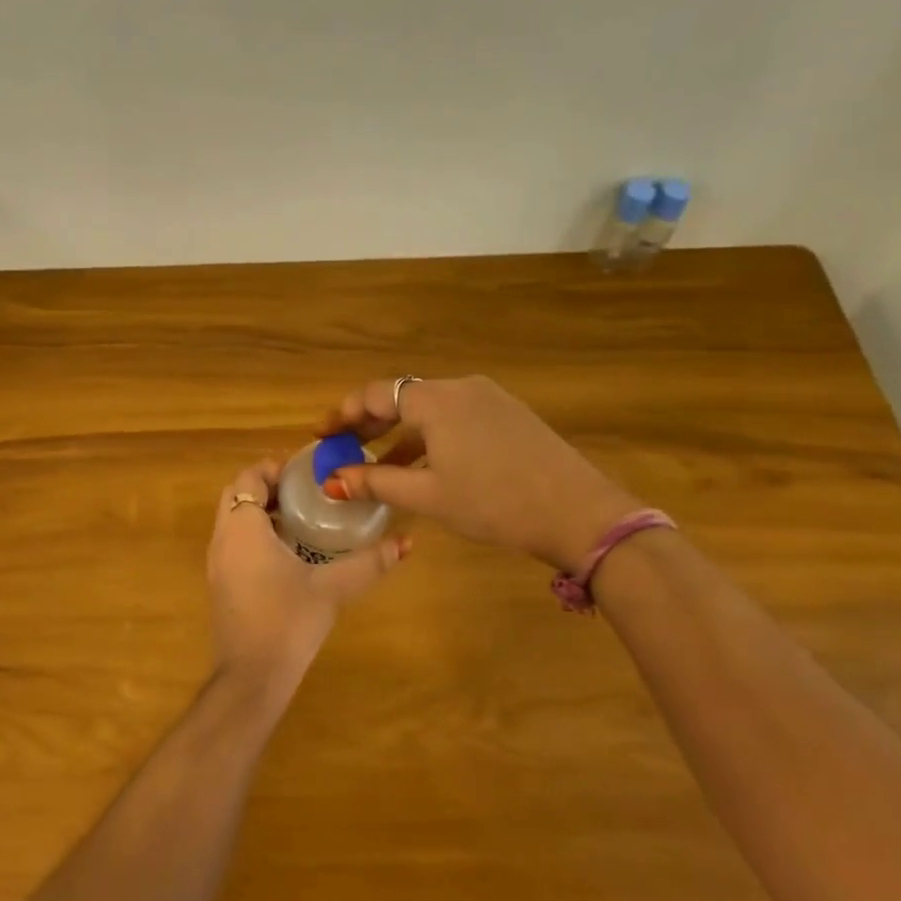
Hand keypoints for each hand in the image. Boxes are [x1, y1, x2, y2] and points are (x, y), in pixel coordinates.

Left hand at [206, 459, 409, 701]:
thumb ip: (369, 563)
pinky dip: (254, 533)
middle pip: (236, 495)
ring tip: (302, 517)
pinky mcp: (220, 584)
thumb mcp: (333, 588)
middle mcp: (223, 539)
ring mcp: (217, 563)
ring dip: (260, 511)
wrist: (251, 677)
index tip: (305, 471)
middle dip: (266, 486)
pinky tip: (289, 552)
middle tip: (304, 491)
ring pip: (232, 520)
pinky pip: (233, 542)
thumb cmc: (288, 622)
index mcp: (243, 529)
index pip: (249, 478)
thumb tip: (406, 542)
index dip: (274, 468)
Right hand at [318, 375, 640, 572]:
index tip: (322, 435)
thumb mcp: (428, 496)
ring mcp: (490, 399)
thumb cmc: (493, 503)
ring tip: (379, 465)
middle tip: (343, 447)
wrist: (578, 512)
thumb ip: (376, 483)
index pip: (376, 394)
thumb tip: (332, 480)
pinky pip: (456, 417)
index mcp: (436, 400)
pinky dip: (430, 436)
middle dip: (369, 422)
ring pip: (430, 409)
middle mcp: (461, 388)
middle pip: (402, 397)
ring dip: (400, 433)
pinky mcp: (509, 415)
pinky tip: (425, 466)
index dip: (344, 413)